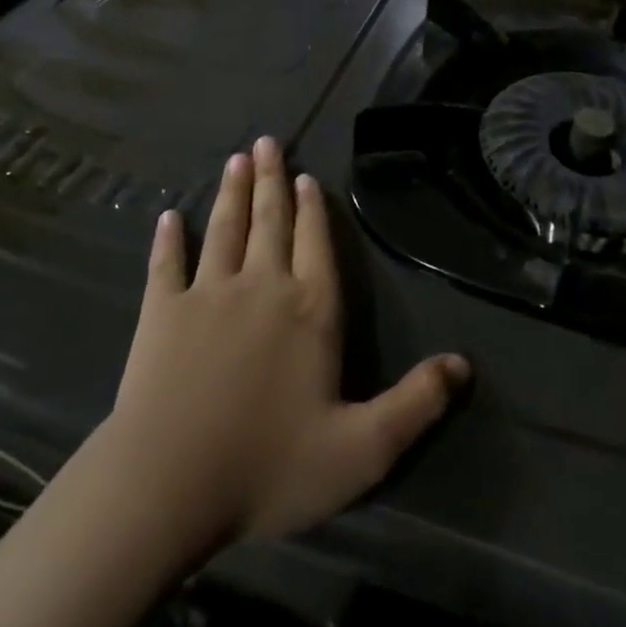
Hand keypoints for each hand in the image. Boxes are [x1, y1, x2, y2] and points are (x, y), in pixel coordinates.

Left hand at [103, 137, 469, 549]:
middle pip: (270, 223)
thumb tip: (464, 364)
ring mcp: (207, 295)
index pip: (316, 246)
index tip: (305, 177)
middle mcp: (262, 287)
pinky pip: (166, 265)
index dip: (313, 210)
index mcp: (310, 311)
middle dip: (271, 181)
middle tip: (267, 142)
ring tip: (236, 160)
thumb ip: (415, 403)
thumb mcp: (362, 450)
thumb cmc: (269, 466)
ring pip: (224, 230)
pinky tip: (169, 217)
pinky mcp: (161, 312)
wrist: (168, 484)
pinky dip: (168, 240)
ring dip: (232, 193)